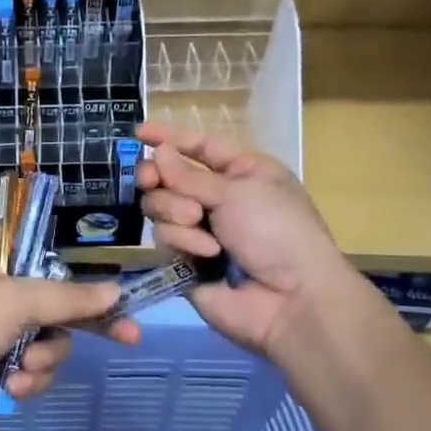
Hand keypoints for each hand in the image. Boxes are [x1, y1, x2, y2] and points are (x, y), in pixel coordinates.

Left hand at [0, 244, 140, 430]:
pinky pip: (35, 371)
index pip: (45, 263)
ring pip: (51, 343)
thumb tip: (115, 291)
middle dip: (80, 325)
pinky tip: (11, 386)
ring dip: (44, 357)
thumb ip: (68, 296)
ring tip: (22, 366)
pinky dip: (28, 380)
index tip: (115, 296)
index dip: (79, 280)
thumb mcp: (15, 299)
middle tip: (128, 335)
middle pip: (56, 306)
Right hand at [134, 121, 356, 358]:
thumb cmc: (277, 230)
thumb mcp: (237, 191)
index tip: (138, 131)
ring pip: (159, 208)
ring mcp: (199, 232)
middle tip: (151, 180)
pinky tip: (205, 254)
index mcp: (241, 173)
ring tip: (198, 222)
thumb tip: (157, 151)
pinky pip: (164, 239)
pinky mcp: (184, 262)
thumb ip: (189, 174)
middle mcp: (218, 200)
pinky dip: (183, 241)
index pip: (199, 147)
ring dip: (175, 211)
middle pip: (168, 177)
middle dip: (160, 178)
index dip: (170, 137)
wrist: (291, 299)